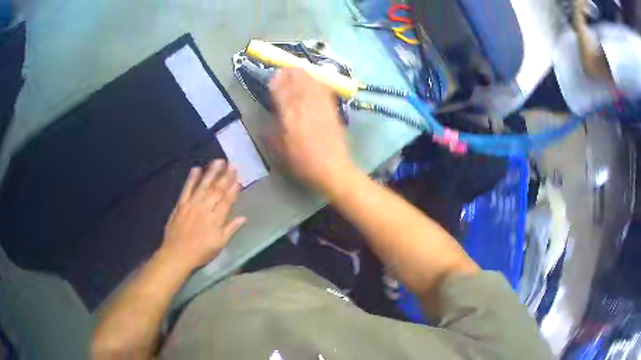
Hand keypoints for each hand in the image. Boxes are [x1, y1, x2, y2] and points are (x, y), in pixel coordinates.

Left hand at [159, 160, 245, 271]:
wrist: (177, 254)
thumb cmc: (200, 252)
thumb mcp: (219, 245)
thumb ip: (231, 229)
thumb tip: (243, 218)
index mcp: (216, 220)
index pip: (227, 200)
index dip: (233, 189)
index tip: (239, 178)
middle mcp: (205, 208)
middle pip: (217, 190)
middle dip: (225, 176)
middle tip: (232, 164)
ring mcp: (191, 205)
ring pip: (203, 185)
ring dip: (211, 172)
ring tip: (218, 161)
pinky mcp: (180, 204)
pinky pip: (187, 188)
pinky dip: (191, 178)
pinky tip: (196, 169)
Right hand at [267, 68, 353, 190]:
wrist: (331, 168)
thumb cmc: (301, 162)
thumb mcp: (278, 151)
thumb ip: (270, 132)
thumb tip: (267, 120)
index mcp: (290, 114)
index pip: (282, 89)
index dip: (277, 81)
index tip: (273, 76)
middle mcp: (305, 105)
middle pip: (298, 81)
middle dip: (290, 73)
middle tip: (284, 70)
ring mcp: (321, 106)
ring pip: (311, 83)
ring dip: (303, 75)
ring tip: (297, 71)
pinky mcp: (332, 110)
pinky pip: (324, 90)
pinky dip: (317, 83)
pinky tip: (314, 82)